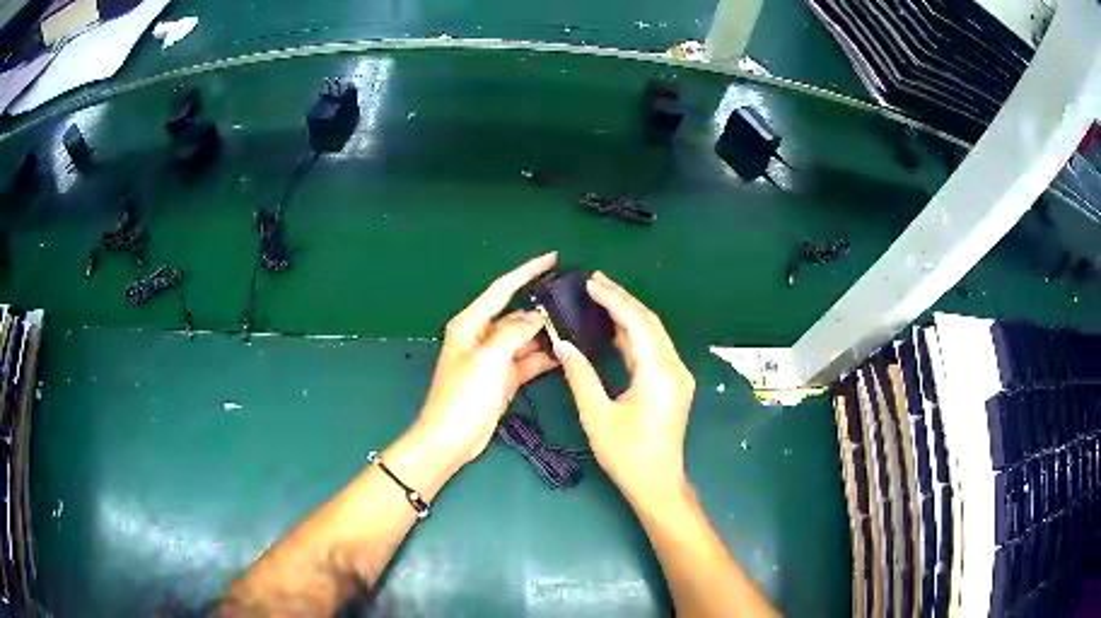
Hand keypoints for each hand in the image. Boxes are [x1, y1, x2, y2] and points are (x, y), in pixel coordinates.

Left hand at [416, 253, 559, 465]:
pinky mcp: (503, 380)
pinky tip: (565, 354)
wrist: (451, 438)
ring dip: (546, 335)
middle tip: (575, 301)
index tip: (552, 257)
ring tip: (577, 327)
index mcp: (471, 324)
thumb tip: (537, 317)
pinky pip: (527, 361)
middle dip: (543, 309)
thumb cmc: (463, 395)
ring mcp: (494, 360)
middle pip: (517, 315)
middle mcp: (483, 336)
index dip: (527, 271)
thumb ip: (515, 333)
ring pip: (525, 339)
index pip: (503, 288)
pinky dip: (543, 358)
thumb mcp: (489, 359)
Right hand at [556, 272, 694, 503]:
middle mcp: (674, 368)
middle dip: (623, 299)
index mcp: (658, 373)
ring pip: (653, 334)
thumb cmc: (627, 454)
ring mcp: (677, 376)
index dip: (614, 299)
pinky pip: (654, 349)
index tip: (591, 283)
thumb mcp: (597, 416)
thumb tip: (563, 344)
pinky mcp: (673, 384)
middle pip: (650, 322)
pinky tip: (614, 329)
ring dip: (629, 315)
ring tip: (601, 298)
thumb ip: (580, 376)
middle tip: (595, 282)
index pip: (637, 323)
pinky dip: (634, 335)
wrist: (657, 483)